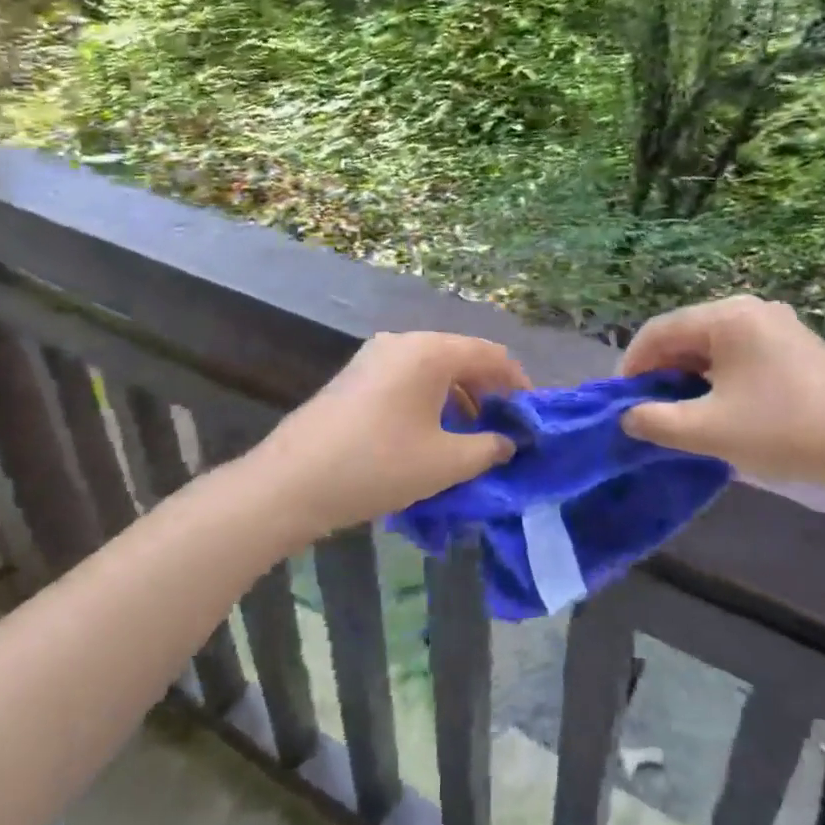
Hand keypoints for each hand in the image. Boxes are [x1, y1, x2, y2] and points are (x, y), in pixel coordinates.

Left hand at [246, 332, 528, 537]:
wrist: (291, 482)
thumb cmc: (378, 465)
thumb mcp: (445, 462)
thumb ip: (489, 448)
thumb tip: (509, 442)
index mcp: (430, 351)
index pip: (491, 355)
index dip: (518, 384)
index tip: (532, 416)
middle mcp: (403, 342)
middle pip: (461, 358)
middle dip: (488, 392)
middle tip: (504, 429)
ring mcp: (374, 357)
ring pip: (433, 370)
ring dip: (458, 398)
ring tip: (471, 437)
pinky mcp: (355, 377)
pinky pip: (407, 379)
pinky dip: (430, 401)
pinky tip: (432, 435)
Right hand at [619, 296, 824, 494]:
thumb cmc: (784, 430)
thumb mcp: (709, 431)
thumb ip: (657, 421)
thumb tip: (628, 416)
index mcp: (726, 317)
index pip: (659, 330)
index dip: (632, 365)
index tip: (621, 402)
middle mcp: (750, 308)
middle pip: (686, 334)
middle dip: (661, 371)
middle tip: (648, 409)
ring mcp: (777, 324)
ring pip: (713, 345)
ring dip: (689, 375)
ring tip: (680, 412)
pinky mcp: (796, 344)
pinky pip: (740, 352)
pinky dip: (718, 376)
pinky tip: (719, 406)